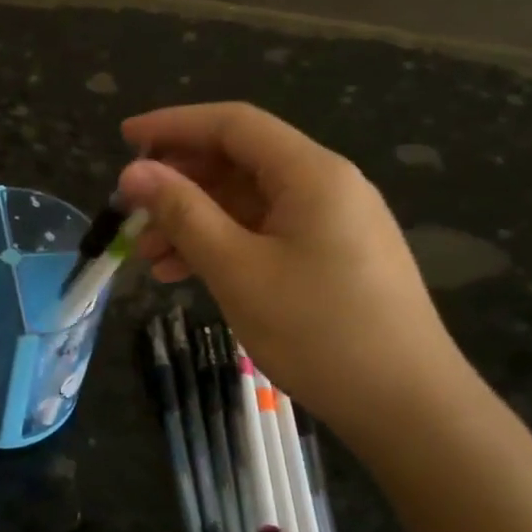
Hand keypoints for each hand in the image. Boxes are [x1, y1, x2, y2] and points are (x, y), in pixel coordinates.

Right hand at [116, 103, 473, 442]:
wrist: (408, 407)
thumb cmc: (318, 331)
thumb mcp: (237, 269)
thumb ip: (183, 213)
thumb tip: (134, 172)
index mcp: (311, 173)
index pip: (232, 124)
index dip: (173, 125)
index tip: (124, 138)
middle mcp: (326, 185)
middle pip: (239, 160)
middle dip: (179, 181)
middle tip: (131, 209)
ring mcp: (332, 222)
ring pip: (247, 201)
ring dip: (194, 219)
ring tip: (148, 254)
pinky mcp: (332, 256)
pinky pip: (264, 232)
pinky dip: (222, 243)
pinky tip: (185, 272)